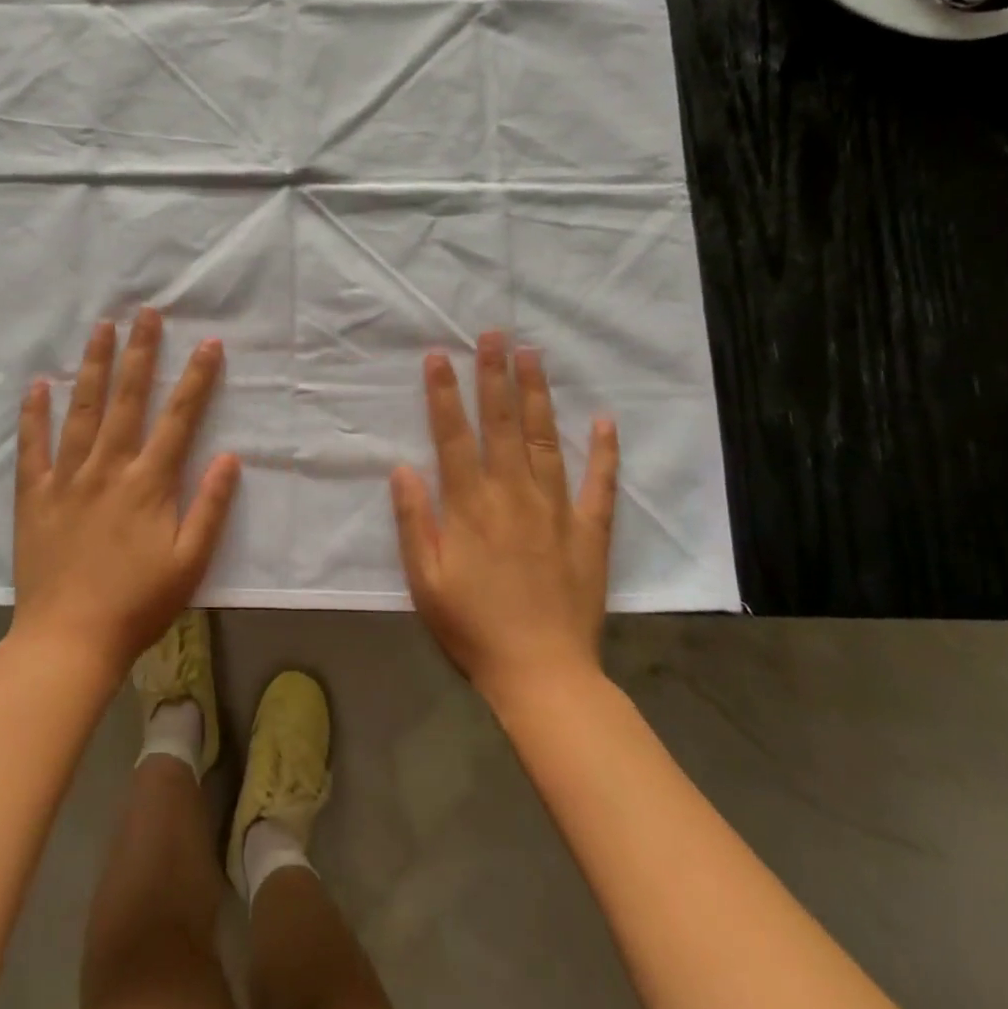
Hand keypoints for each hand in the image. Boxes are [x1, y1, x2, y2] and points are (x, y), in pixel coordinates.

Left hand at [11, 309, 239, 676]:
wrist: (69, 640)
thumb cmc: (138, 604)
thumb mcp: (190, 563)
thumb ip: (211, 507)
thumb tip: (231, 457)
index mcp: (149, 483)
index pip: (179, 418)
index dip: (195, 378)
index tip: (207, 343)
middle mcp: (109, 468)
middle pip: (127, 399)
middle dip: (139, 352)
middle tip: (145, 312)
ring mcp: (68, 478)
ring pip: (81, 410)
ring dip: (92, 366)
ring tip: (100, 328)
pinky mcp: (35, 495)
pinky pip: (33, 447)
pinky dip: (34, 415)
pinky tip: (38, 385)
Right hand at [390, 332, 618, 708]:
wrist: (542, 675)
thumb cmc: (473, 628)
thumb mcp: (425, 581)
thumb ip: (413, 521)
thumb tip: (401, 467)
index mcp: (471, 506)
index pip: (454, 436)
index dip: (444, 394)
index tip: (439, 356)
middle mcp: (513, 494)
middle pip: (503, 424)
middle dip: (495, 375)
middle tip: (495, 333)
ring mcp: (556, 509)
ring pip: (547, 439)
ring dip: (539, 395)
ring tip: (534, 355)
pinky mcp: (589, 531)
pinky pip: (599, 484)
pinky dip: (604, 451)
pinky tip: (606, 419)